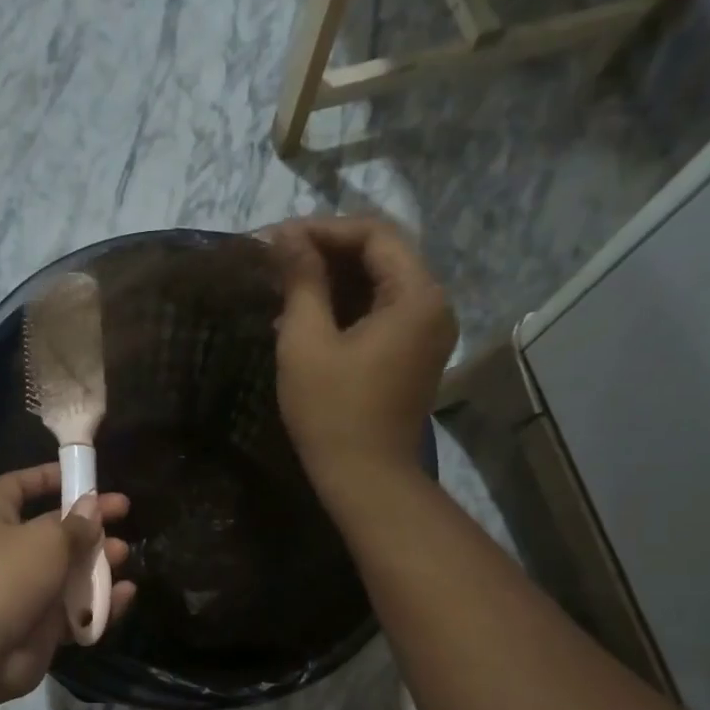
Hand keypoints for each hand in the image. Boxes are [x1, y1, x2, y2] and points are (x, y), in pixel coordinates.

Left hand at [0, 464, 136, 703]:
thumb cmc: (7, 578)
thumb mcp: (47, 540)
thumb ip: (75, 524)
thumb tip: (91, 508)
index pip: (17, 486)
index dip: (46, 476)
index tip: (82, 475)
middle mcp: (7, 551)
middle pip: (53, 530)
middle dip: (88, 523)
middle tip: (124, 513)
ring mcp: (25, 591)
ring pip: (68, 571)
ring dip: (98, 562)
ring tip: (125, 555)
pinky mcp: (41, 626)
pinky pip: (76, 609)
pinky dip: (100, 602)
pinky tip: (125, 594)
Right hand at [266, 216, 455, 500]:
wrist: (366, 479)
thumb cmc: (333, 412)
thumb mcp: (307, 342)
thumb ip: (302, 281)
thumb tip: (287, 237)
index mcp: (417, 296)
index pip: (374, 234)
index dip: (323, 230)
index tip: (277, 240)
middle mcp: (433, 305)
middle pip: (381, 255)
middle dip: (327, 251)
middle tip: (276, 258)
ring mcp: (426, 332)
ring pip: (379, 284)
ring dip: (333, 279)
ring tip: (284, 283)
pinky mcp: (413, 355)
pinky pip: (381, 313)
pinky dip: (345, 306)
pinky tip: (306, 313)